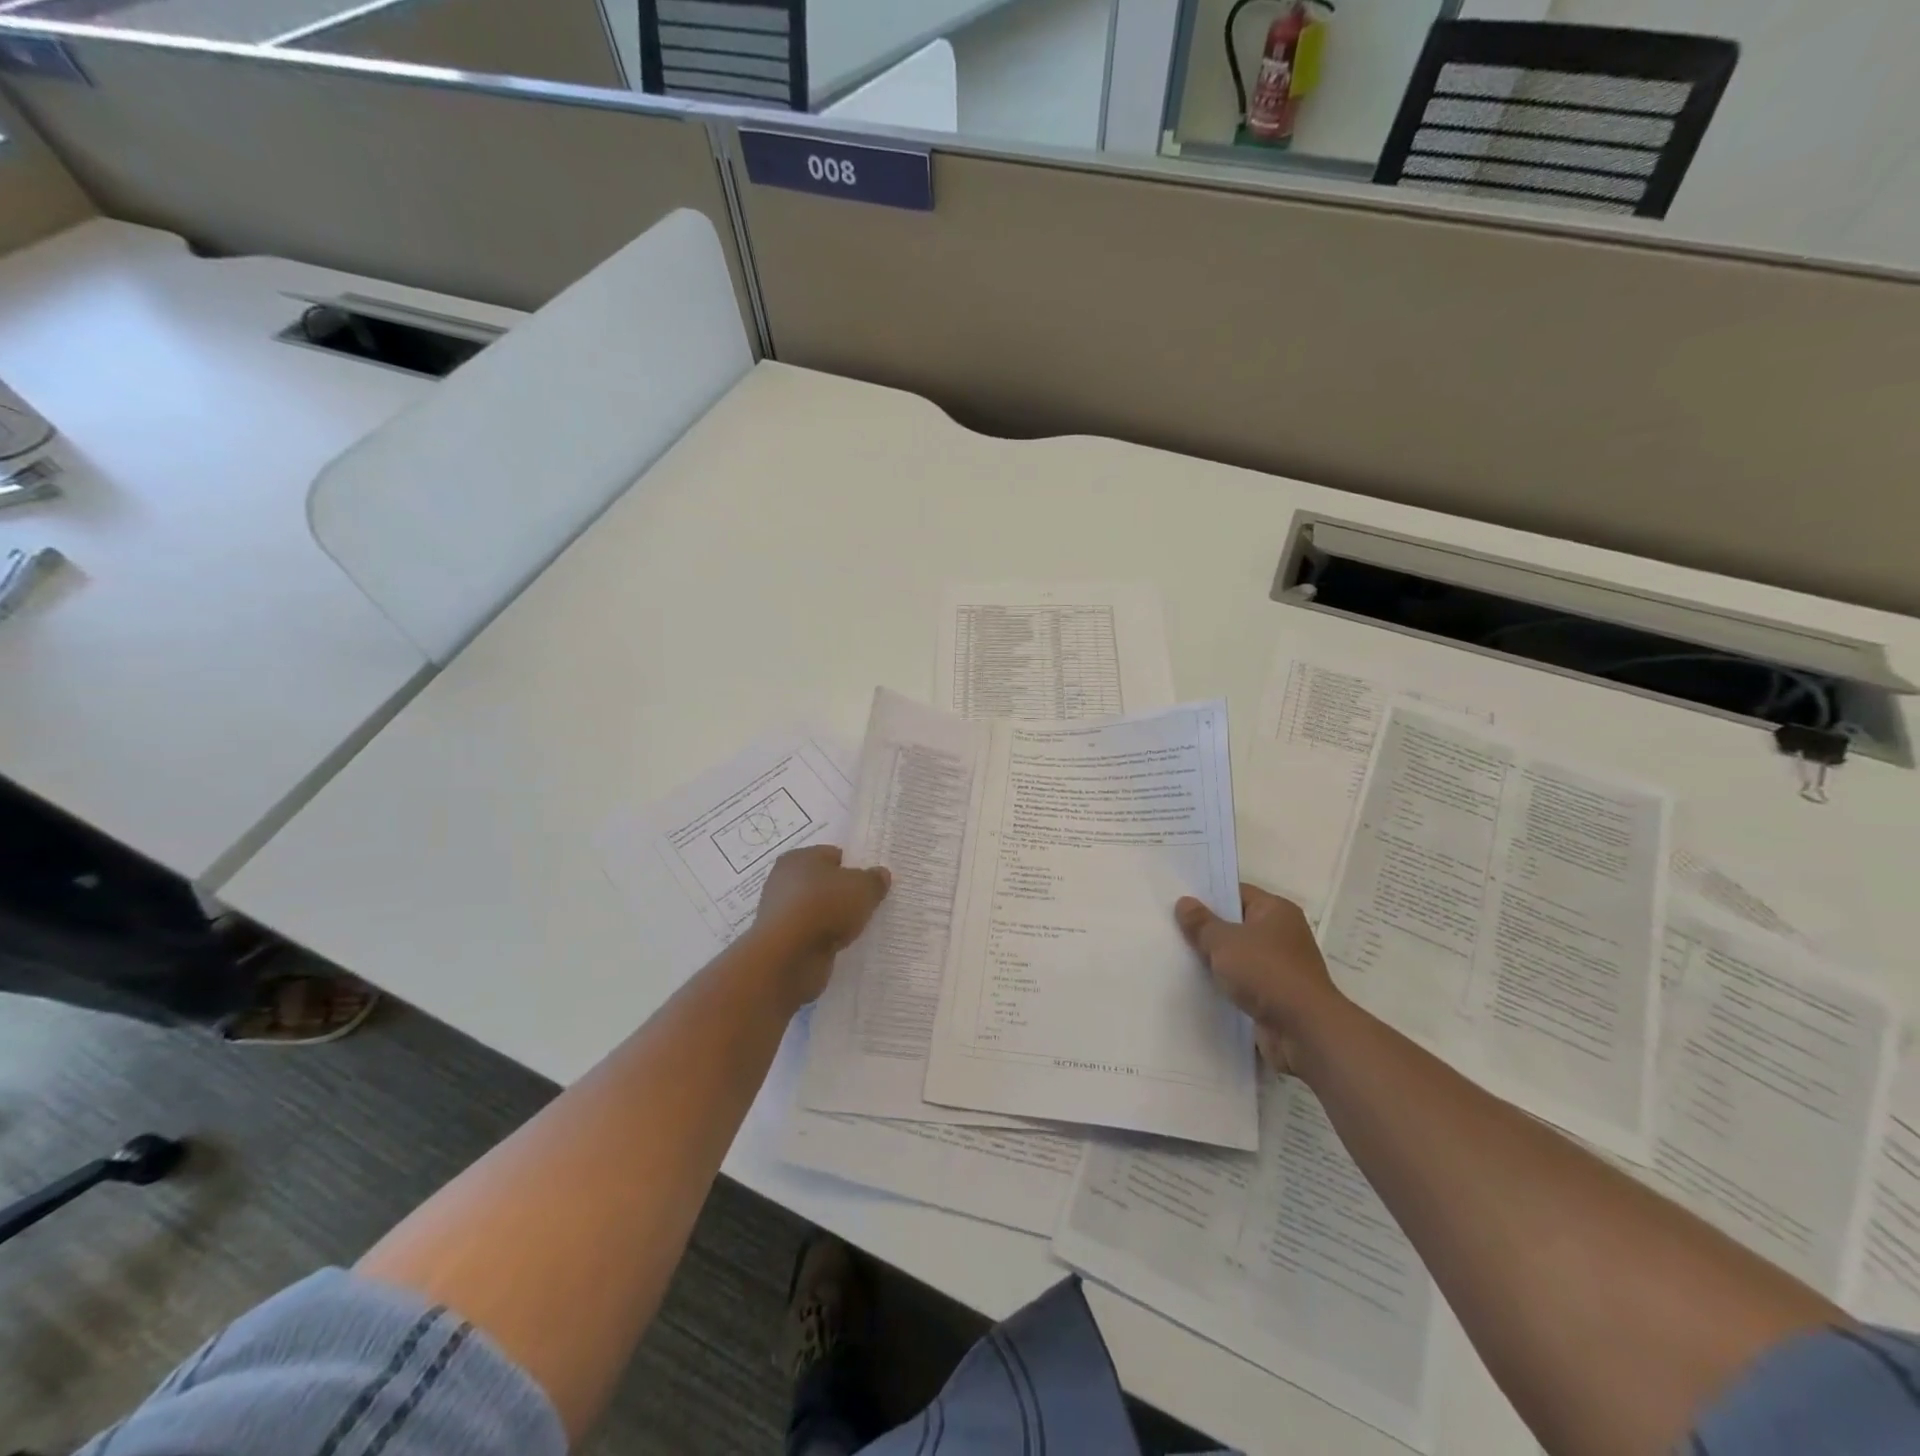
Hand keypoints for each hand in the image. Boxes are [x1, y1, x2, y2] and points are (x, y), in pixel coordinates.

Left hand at [752, 846, 891, 1005]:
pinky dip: (823, 939)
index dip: (853, 866)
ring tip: (856, 928)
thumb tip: (880, 874)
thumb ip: (874, 880)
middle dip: (842, 893)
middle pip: (823, 883)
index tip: (870, 883)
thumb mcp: (863, 888)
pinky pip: (810, 934)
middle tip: (866, 904)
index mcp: (799, 857)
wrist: (788, 957)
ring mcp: (780, 913)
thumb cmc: (825, 907)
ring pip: (816, 910)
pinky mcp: (781, 941)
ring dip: (833, 918)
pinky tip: (839, 946)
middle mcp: (783, 880)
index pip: (832, 855)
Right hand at [1175, 883, 1340, 1074]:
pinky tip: (1198, 984)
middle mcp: (1282, 934)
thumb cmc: (1266, 972)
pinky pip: (1243, 981)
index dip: (1208, 896)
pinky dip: (1225, 983)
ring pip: (1238, 955)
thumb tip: (1184, 902)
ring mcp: (1280, 966)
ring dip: (1215, 959)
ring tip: (1178, 955)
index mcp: (1276, 910)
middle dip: (1207, 929)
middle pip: (1236, 924)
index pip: (1237, 893)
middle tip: (1171, 927)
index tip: (1178, 902)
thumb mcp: (1224, 942)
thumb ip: (1201, 922)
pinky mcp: (1275, 994)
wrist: (1304, 1030)